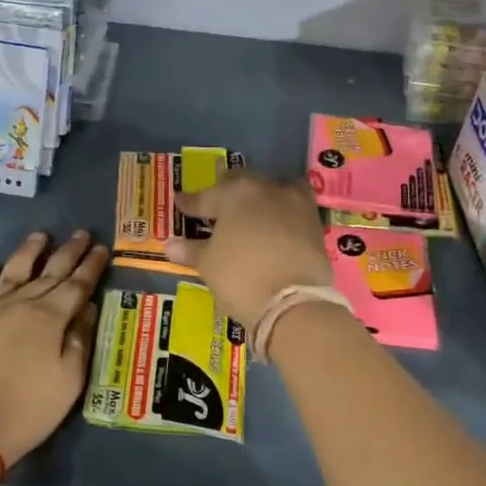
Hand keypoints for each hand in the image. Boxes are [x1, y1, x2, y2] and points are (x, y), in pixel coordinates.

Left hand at [0, 230, 108, 463]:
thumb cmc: (26, 410)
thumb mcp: (68, 382)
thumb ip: (79, 341)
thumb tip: (87, 308)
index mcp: (49, 318)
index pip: (76, 284)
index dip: (90, 266)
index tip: (100, 248)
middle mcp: (19, 303)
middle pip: (48, 271)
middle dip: (67, 252)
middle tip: (80, 233)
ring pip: (12, 270)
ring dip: (29, 252)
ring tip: (40, 236)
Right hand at [165, 174, 333, 330]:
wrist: (294, 302)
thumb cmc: (240, 277)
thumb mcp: (209, 264)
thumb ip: (191, 250)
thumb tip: (170, 244)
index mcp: (236, 194)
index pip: (207, 197)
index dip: (191, 202)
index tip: (180, 203)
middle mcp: (268, 190)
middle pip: (243, 183)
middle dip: (227, 191)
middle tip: (216, 202)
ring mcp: (296, 205)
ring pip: (274, 190)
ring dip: (261, 196)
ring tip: (251, 209)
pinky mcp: (315, 224)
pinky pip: (293, 209)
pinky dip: (281, 214)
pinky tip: (274, 226)